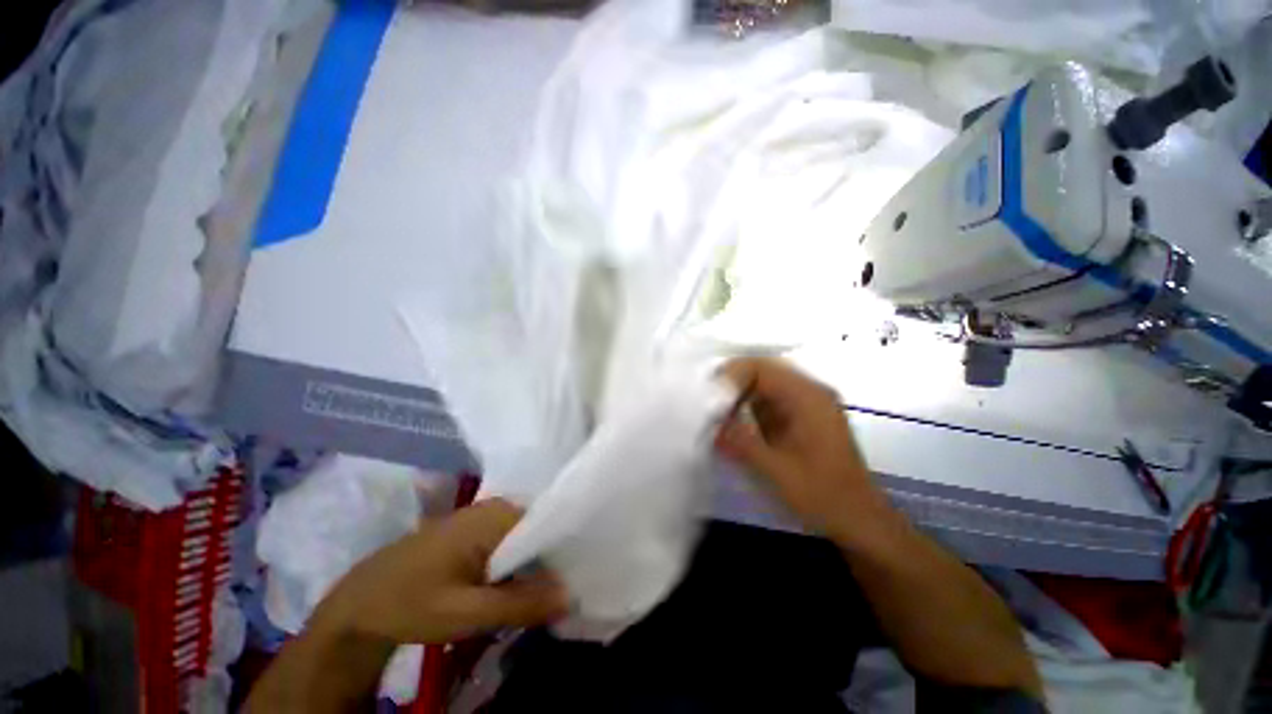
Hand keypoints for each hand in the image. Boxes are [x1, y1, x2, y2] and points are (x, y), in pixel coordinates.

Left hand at [314, 498, 568, 645]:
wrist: (359, 604)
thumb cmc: (411, 602)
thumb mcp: (467, 612)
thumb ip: (520, 604)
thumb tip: (571, 597)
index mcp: (498, 514)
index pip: (550, 523)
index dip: (566, 551)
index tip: (577, 578)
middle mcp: (496, 506)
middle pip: (539, 531)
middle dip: (549, 562)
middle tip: (561, 594)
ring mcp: (484, 517)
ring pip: (524, 540)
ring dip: (533, 567)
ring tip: (544, 594)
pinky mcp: (474, 531)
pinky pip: (509, 543)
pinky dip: (516, 566)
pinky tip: (517, 588)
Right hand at [716, 357, 889, 541]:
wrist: (859, 521)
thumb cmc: (823, 495)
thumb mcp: (777, 471)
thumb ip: (741, 442)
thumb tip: (709, 422)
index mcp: (808, 397)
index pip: (761, 368)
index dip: (731, 376)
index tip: (707, 395)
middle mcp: (809, 392)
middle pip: (762, 372)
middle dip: (732, 385)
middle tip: (706, 401)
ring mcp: (807, 404)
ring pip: (763, 386)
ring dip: (738, 396)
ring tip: (714, 413)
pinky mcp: (802, 418)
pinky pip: (769, 401)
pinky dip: (748, 408)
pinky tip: (733, 423)